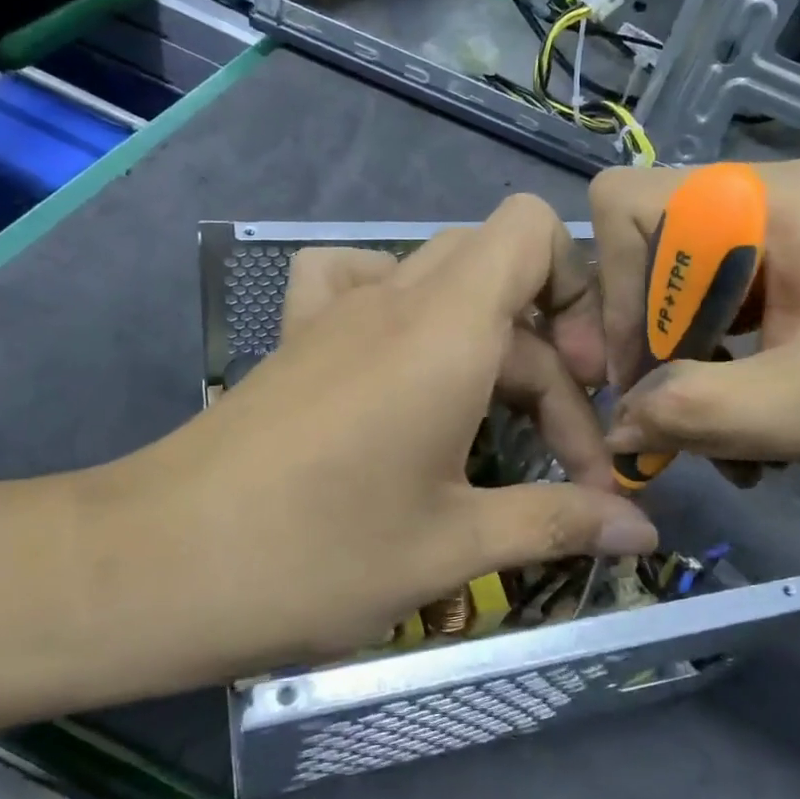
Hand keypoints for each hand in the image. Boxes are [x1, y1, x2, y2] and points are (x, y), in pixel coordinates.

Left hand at [118, 195, 656, 668]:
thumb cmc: (315, 556)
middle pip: (504, 281)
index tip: (592, 392)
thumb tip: (645, 534)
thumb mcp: (452, 545)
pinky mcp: (299, 341)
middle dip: (552, 363)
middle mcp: (394, 299)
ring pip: (444, 289)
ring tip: (496, 423)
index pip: (533, 230)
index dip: (580, 292)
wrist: (154, 568)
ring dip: (489, 346)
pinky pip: (361, 285)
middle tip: (563, 458)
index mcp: (445, 330)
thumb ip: (558, 523)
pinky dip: (403, 313)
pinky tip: (407, 373)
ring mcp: (336, 314)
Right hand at [592, 160, 799, 505]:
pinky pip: (711, 316)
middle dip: (649, 346)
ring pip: (673, 295)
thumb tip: (613, 425)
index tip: (634, 372)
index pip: (626, 205)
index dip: (612, 288)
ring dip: (680, 374)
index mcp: (769, 201)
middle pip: (645, 255)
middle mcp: (764, 202)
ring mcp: (777, 239)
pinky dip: (710, 377)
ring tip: (712, 443)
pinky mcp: (787, 277)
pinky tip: (739, 434)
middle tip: (664, 424)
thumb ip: (688, 411)